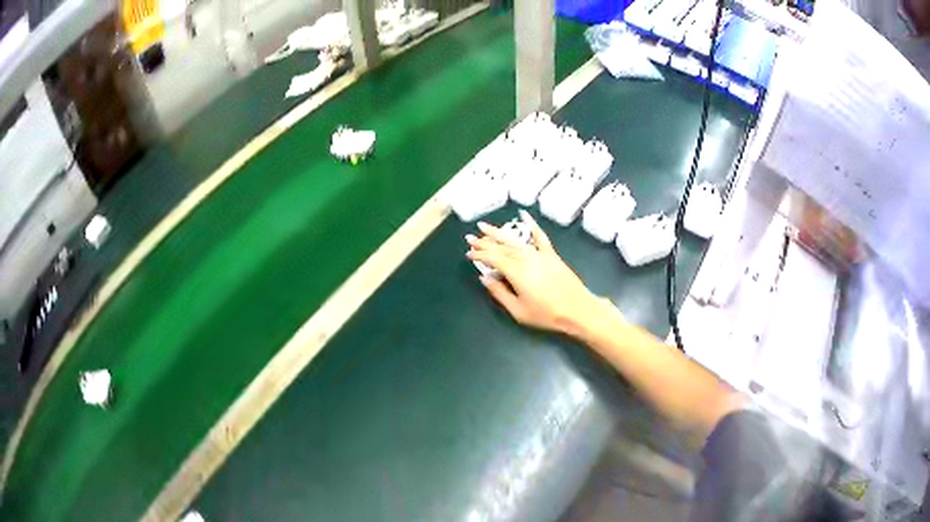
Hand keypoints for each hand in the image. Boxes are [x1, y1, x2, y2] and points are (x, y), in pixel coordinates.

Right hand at [466, 210, 600, 336]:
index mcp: (516, 272)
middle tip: (470, 238)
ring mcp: (539, 254)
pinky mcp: (551, 254)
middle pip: (501, 247)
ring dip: (498, 233)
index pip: (493, 258)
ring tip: (484, 226)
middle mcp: (525, 258)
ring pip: (515, 240)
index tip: (468, 254)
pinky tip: (524, 215)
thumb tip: (485, 278)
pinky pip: (540, 236)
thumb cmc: (546, 314)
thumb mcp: (518, 310)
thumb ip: (499, 293)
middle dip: (484, 242)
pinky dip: (532, 224)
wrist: (577, 309)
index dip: (479, 255)